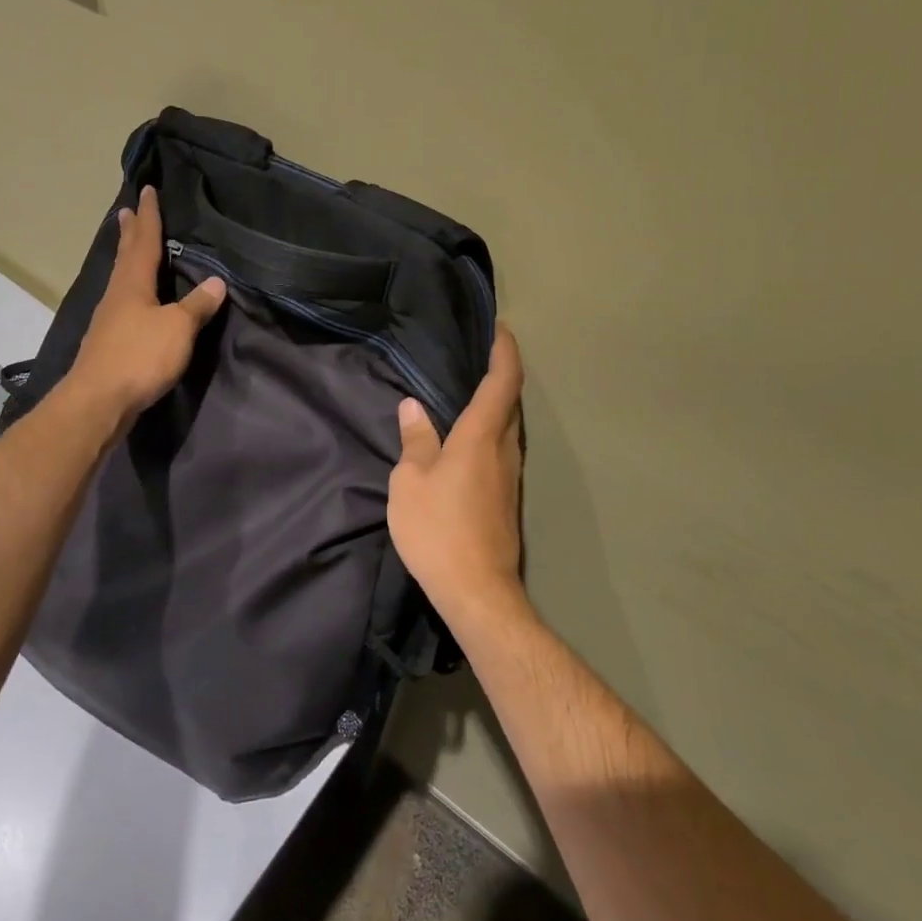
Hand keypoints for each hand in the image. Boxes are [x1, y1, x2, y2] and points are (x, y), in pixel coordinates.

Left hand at [66, 186, 226, 423]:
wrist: (98, 401)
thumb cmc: (140, 357)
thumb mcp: (178, 329)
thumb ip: (197, 306)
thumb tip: (216, 282)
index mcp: (133, 283)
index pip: (144, 241)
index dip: (149, 216)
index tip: (148, 190)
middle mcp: (117, 294)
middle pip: (125, 255)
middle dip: (130, 232)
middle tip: (127, 210)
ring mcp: (109, 318)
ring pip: (120, 277)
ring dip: (126, 257)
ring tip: (129, 245)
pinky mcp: (108, 341)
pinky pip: (122, 300)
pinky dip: (129, 286)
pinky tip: (133, 297)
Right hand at [387, 323, 527, 635]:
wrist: (477, 591)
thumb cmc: (438, 530)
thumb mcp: (411, 482)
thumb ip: (415, 441)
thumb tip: (413, 408)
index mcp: (480, 436)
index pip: (502, 381)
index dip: (505, 352)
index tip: (501, 329)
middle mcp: (504, 449)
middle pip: (510, 402)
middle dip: (501, 374)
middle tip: (479, 356)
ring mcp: (510, 476)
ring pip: (507, 428)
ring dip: (495, 405)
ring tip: (469, 393)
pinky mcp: (507, 498)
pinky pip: (501, 450)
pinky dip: (489, 432)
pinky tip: (467, 441)